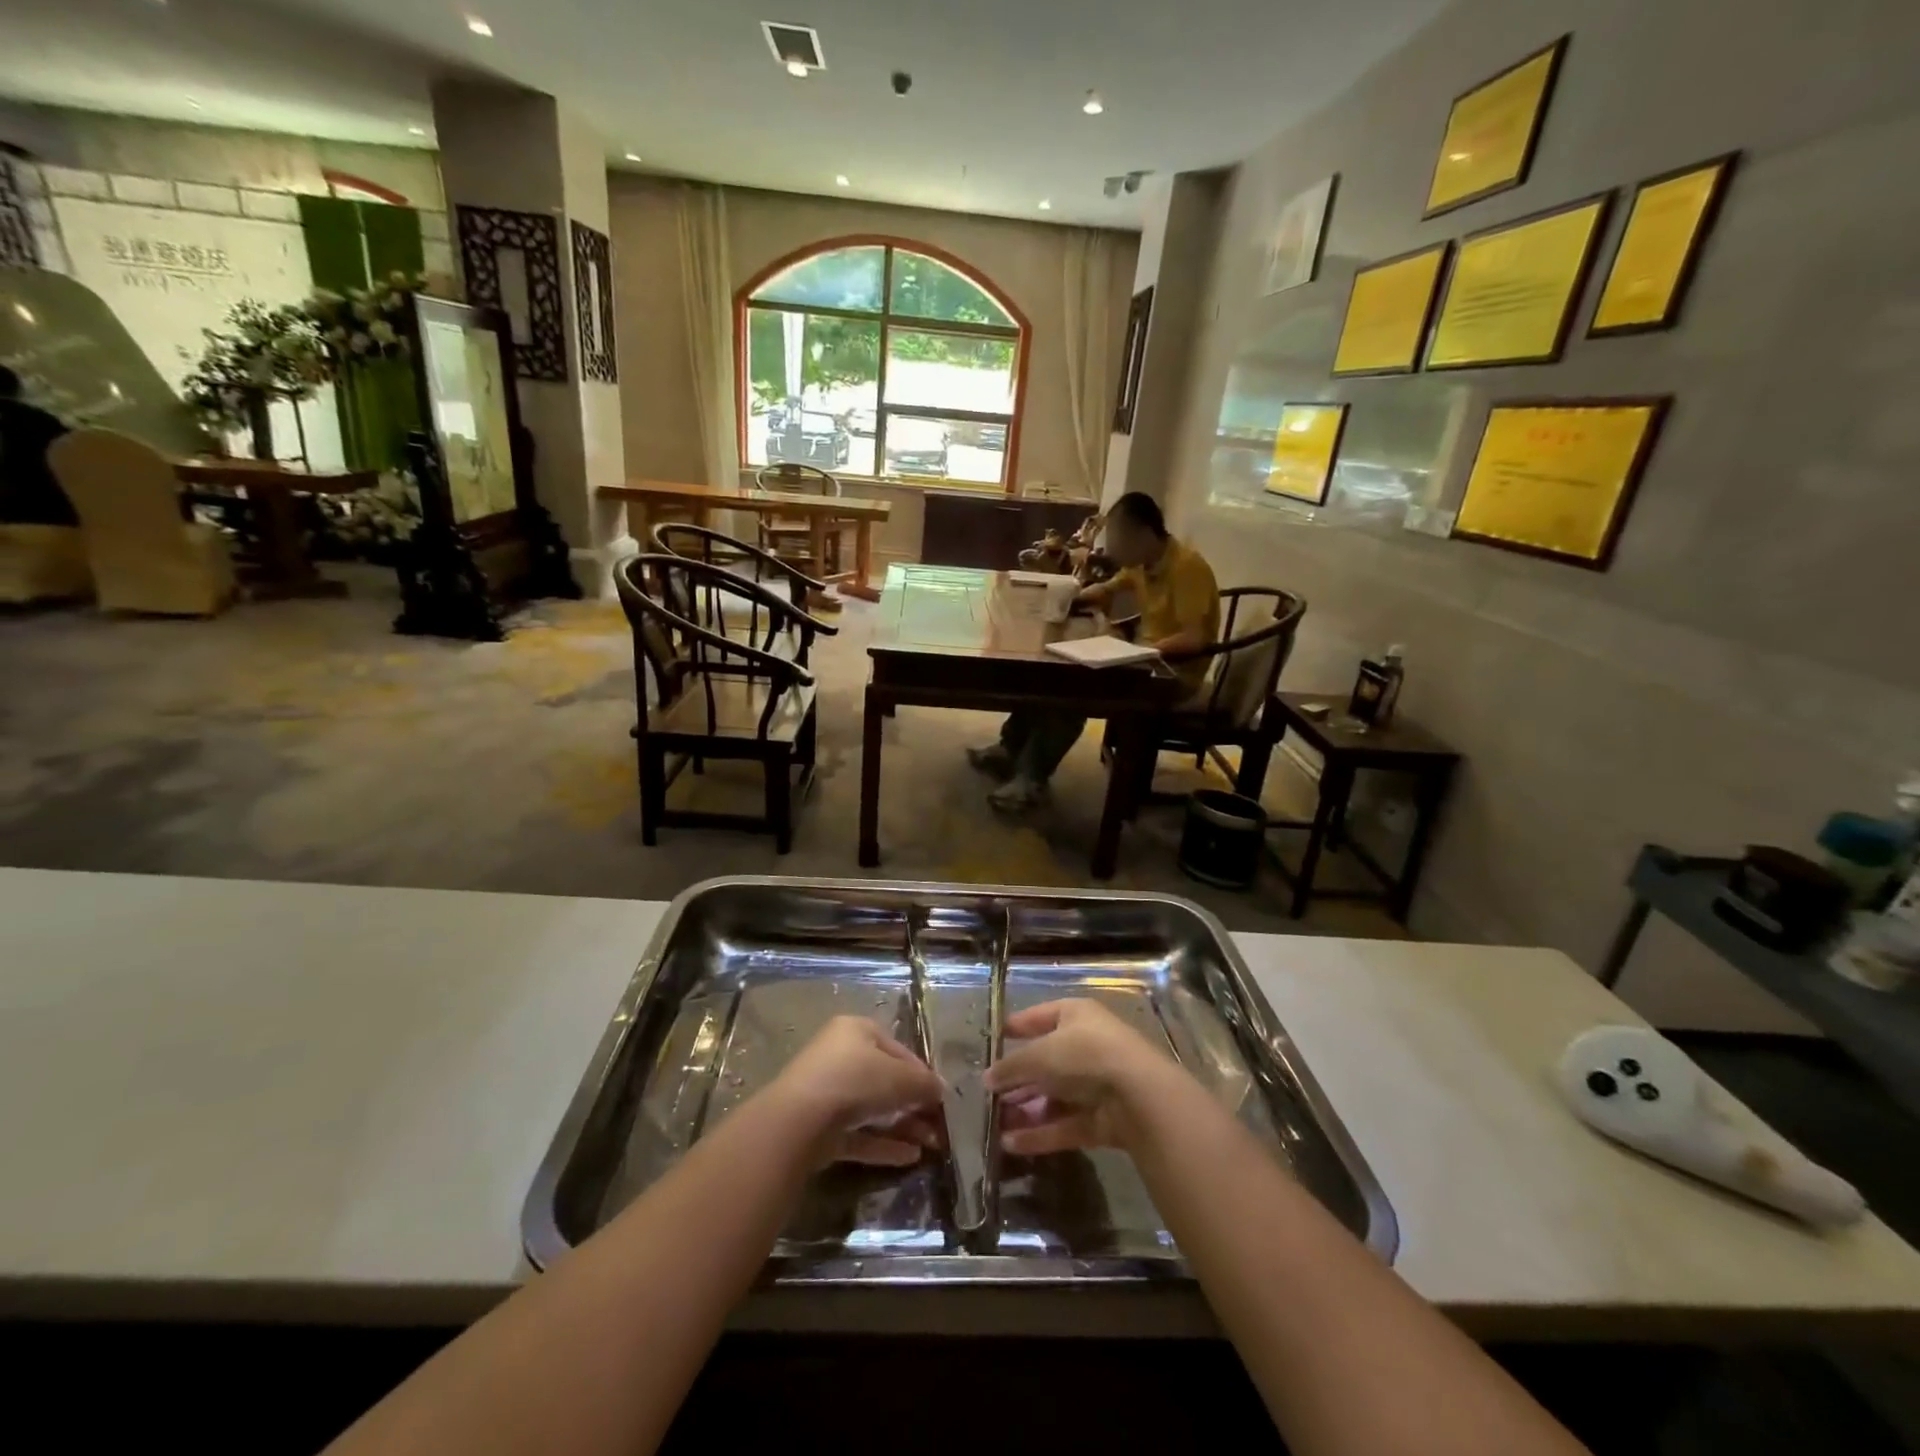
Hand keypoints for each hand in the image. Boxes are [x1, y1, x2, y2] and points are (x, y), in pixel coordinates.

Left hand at [771, 1016, 945, 1167]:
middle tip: (939, 1125)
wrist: (800, 1121)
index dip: (921, 1073)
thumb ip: (924, 1083)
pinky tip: (911, 1158)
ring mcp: (828, 1094)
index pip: (898, 1049)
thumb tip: (941, 1090)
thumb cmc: (856, 1080)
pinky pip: (859, 1134)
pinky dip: (884, 1144)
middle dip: (915, 1104)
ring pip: (873, 1110)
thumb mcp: (901, 1077)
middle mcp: (840, 1057)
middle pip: (885, 1081)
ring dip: (904, 1127)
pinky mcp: (821, 1129)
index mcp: (857, 1031)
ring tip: (933, 1145)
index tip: (941, 1096)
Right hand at [984, 999, 1171, 1155]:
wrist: (1139, 1095)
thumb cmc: (1084, 1055)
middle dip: (1017, 1079)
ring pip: (1054, 1096)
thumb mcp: (1039, 1055)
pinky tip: (1011, 1144)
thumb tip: (987, 1078)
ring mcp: (1096, 1083)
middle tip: (988, 1094)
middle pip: (1045, 1062)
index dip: (1016, 1028)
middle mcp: (1086, 1045)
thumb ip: (1011, 1067)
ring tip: (994, 1124)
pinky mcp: (1103, 1118)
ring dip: (1025, 1110)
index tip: (992, 1041)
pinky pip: (1065, 1123)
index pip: (1039, 1017)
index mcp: (1075, 1015)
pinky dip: (1040, 1133)